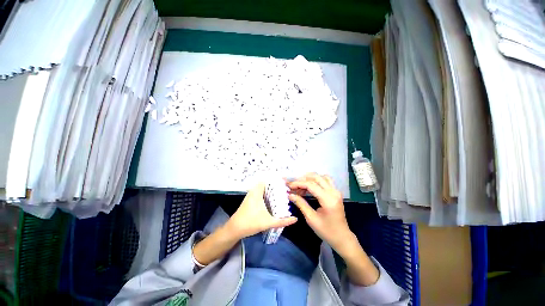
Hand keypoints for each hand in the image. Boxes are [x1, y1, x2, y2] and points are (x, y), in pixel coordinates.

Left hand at [225, 183, 297, 239]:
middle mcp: (253, 191)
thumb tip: (295, 219)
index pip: (267, 180)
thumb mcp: (269, 222)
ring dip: (270, 190)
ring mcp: (250, 195)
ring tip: (280, 193)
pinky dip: (265, 193)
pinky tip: (271, 200)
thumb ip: (283, 221)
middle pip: (265, 184)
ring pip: (261, 189)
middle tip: (285, 189)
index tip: (285, 183)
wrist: (234, 229)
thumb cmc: (251, 223)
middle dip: (274, 185)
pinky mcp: (249, 200)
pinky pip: (259, 193)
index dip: (275, 180)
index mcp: (257, 192)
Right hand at [287, 173, 353, 254]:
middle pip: (316, 177)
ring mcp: (336, 191)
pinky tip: (309, 187)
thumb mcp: (311, 219)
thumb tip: (290, 194)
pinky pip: (325, 180)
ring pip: (321, 177)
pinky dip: (316, 180)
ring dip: (310, 178)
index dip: (298, 183)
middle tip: (293, 185)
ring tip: (300, 185)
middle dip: (303, 179)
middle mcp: (333, 192)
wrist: (342, 238)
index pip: (311, 185)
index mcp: (328, 199)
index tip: (288, 186)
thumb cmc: (326, 231)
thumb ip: (301, 204)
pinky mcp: (335, 192)